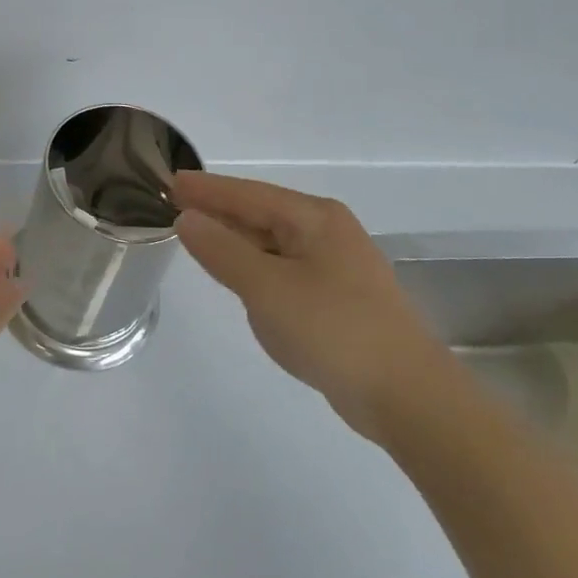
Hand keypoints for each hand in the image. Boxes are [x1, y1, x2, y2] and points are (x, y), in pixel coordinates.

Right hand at [172, 171, 447, 441]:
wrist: (408, 396)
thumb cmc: (333, 330)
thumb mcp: (266, 288)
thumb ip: (222, 251)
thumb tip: (187, 219)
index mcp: (314, 218)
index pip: (247, 194)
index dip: (206, 189)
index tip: (169, 182)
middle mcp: (327, 232)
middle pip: (261, 212)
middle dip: (219, 210)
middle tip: (175, 206)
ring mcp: (336, 265)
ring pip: (272, 241)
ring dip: (236, 238)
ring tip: (197, 235)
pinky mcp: (338, 297)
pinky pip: (283, 267)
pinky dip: (255, 265)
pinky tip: (238, 275)